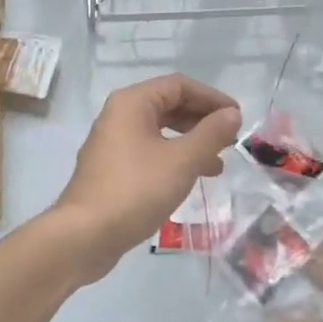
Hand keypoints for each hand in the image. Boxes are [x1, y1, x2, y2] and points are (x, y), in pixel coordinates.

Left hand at [45, 74, 241, 283]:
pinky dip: (173, 158)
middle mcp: (119, 114)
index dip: (211, 98)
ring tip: (217, 164)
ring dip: (190, 142)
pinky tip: (190, 178)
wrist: (84, 235)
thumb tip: (232, 114)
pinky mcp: (112, 167)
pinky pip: (149, 150)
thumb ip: (210, 134)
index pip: (179, 85)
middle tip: (230, 140)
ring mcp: (113, 142)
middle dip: (202, 120)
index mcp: (132, 102)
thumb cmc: (135, 190)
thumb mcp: (181, 161)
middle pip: (168, 105)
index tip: (237, 117)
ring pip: (160, 130)